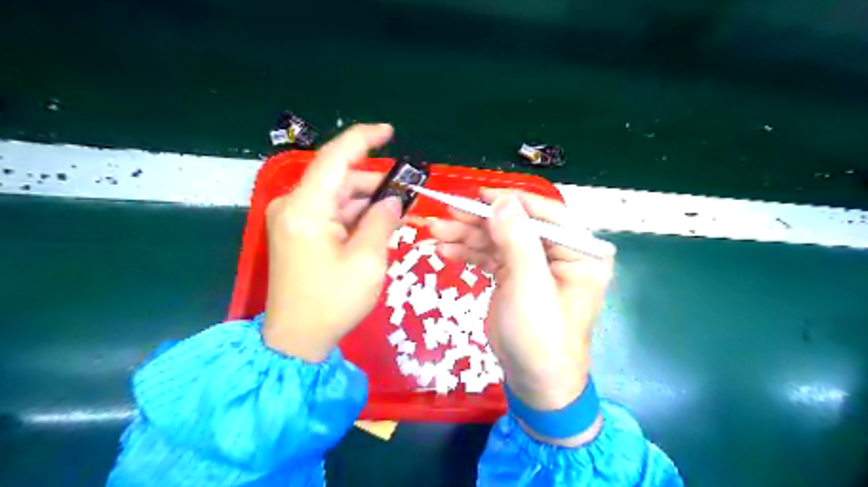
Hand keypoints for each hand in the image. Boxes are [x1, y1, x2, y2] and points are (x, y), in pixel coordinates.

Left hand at [263, 123, 404, 362]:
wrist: (296, 340)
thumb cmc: (333, 302)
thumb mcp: (367, 260)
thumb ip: (382, 221)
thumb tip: (393, 199)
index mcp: (306, 209)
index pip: (334, 158)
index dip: (363, 139)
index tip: (390, 131)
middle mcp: (293, 206)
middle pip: (339, 179)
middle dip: (375, 184)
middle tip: (408, 194)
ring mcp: (293, 219)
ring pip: (338, 197)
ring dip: (367, 202)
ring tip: (398, 214)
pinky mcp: (297, 232)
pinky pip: (331, 213)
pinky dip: (355, 216)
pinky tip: (377, 226)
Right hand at [426, 191, 607, 444]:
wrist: (533, 381)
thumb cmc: (541, 335)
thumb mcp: (530, 286)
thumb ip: (518, 239)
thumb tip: (502, 200)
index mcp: (579, 252)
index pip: (547, 214)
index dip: (512, 202)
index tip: (479, 195)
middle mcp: (559, 253)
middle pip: (516, 225)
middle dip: (479, 221)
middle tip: (446, 213)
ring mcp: (533, 265)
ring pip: (498, 239)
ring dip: (467, 236)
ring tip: (436, 231)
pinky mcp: (514, 277)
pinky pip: (491, 257)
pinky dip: (468, 253)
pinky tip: (446, 250)